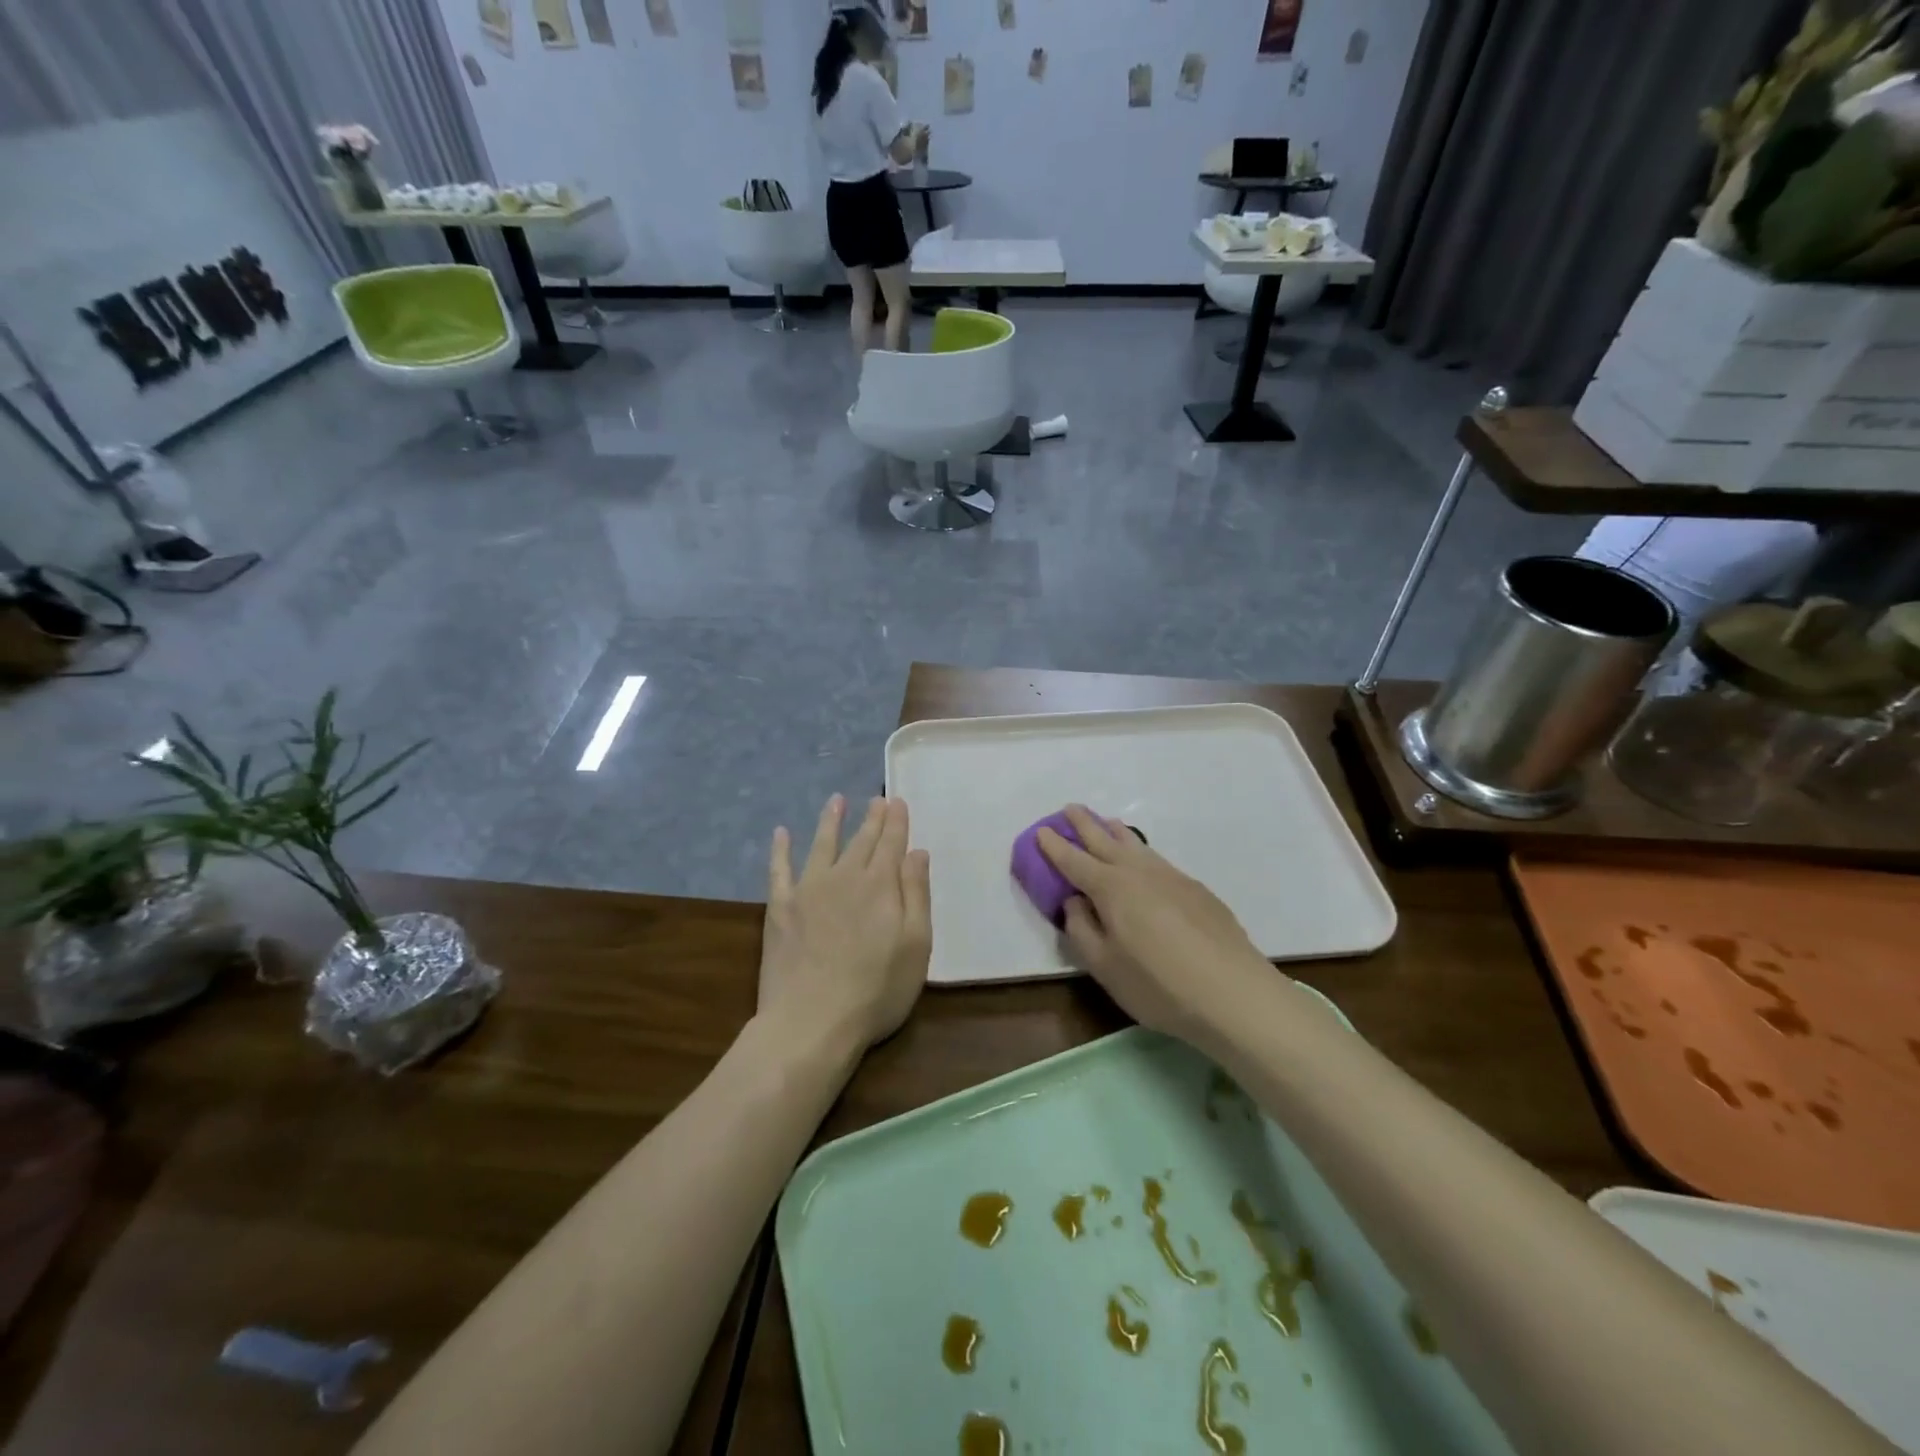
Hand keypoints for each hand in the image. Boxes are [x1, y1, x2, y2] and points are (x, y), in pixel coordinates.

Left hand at [758, 795, 931, 1055]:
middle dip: (871, 818)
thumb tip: (917, 852)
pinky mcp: (780, 908)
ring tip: (836, 800)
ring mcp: (808, 890)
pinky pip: (779, 869)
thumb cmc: (876, 989)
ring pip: (822, 844)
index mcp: (881, 885)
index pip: (891, 843)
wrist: (812, 1021)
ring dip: (830, 821)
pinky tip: (781, 833)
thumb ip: (917, 894)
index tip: (897, 801)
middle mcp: (844, 876)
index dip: (896, 821)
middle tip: (877, 799)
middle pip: (861, 840)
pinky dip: (781, 849)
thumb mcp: (916, 945)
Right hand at [1038, 804, 1272, 1047]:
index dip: (1055, 846)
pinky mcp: (1196, 889)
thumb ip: (1082, 929)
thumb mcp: (1104, 967)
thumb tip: (1074, 901)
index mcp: (1110, 888)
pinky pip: (1157, 858)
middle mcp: (1138, 872)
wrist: (1234, 993)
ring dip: (1115, 831)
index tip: (1041, 831)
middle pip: (1104, 840)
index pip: (1074, 861)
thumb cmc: (1158, 985)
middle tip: (1070, 808)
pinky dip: (1140, 850)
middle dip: (1084, 824)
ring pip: (1136, 844)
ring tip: (1105, 822)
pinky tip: (1144, 860)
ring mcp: (1171, 877)